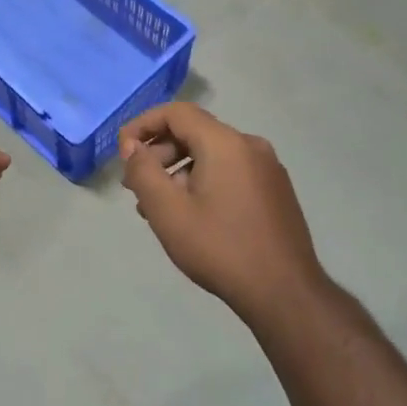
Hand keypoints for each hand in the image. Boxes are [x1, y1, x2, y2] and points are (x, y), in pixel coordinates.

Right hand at [119, 103, 335, 325]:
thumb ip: (143, 171)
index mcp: (225, 143)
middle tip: (134, 186)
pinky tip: (190, 215)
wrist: (284, 293)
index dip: (143, 125)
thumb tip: (133, 147)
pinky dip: (203, 182)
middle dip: (158, 153)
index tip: (122, 151)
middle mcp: (250, 146)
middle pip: (194, 132)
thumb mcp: (168, 211)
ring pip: (211, 155)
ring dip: (178, 171)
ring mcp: (267, 169)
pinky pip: (230, 172)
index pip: (176, 113)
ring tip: (157, 207)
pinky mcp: (275, 191)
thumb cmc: (220, 248)